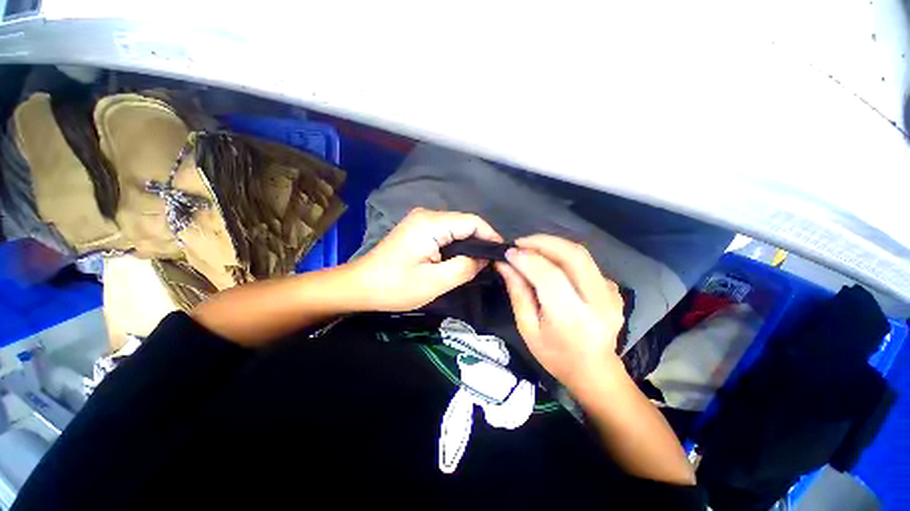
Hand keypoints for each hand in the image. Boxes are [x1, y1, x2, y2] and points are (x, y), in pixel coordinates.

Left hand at [353, 208, 502, 311]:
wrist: (361, 285)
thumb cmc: (395, 286)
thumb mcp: (434, 282)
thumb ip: (464, 268)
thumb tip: (484, 259)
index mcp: (431, 224)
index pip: (473, 222)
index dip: (491, 236)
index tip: (502, 254)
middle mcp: (427, 215)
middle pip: (465, 223)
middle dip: (481, 240)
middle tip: (492, 262)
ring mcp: (421, 220)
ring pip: (457, 227)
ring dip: (470, 243)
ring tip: (481, 262)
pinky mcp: (418, 229)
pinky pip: (446, 232)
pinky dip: (458, 244)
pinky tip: (462, 258)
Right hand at [496, 234, 625, 389]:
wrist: (595, 372)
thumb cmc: (555, 355)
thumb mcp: (527, 328)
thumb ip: (517, 293)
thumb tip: (504, 264)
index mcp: (572, 318)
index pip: (550, 276)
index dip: (527, 259)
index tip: (508, 251)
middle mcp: (598, 302)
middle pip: (573, 255)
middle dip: (543, 242)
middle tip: (520, 243)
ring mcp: (611, 294)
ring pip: (581, 254)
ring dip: (553, 245)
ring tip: (531, 249)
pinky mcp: (614, 289)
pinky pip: (586, 263)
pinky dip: (565, 257)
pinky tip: (552, 265)